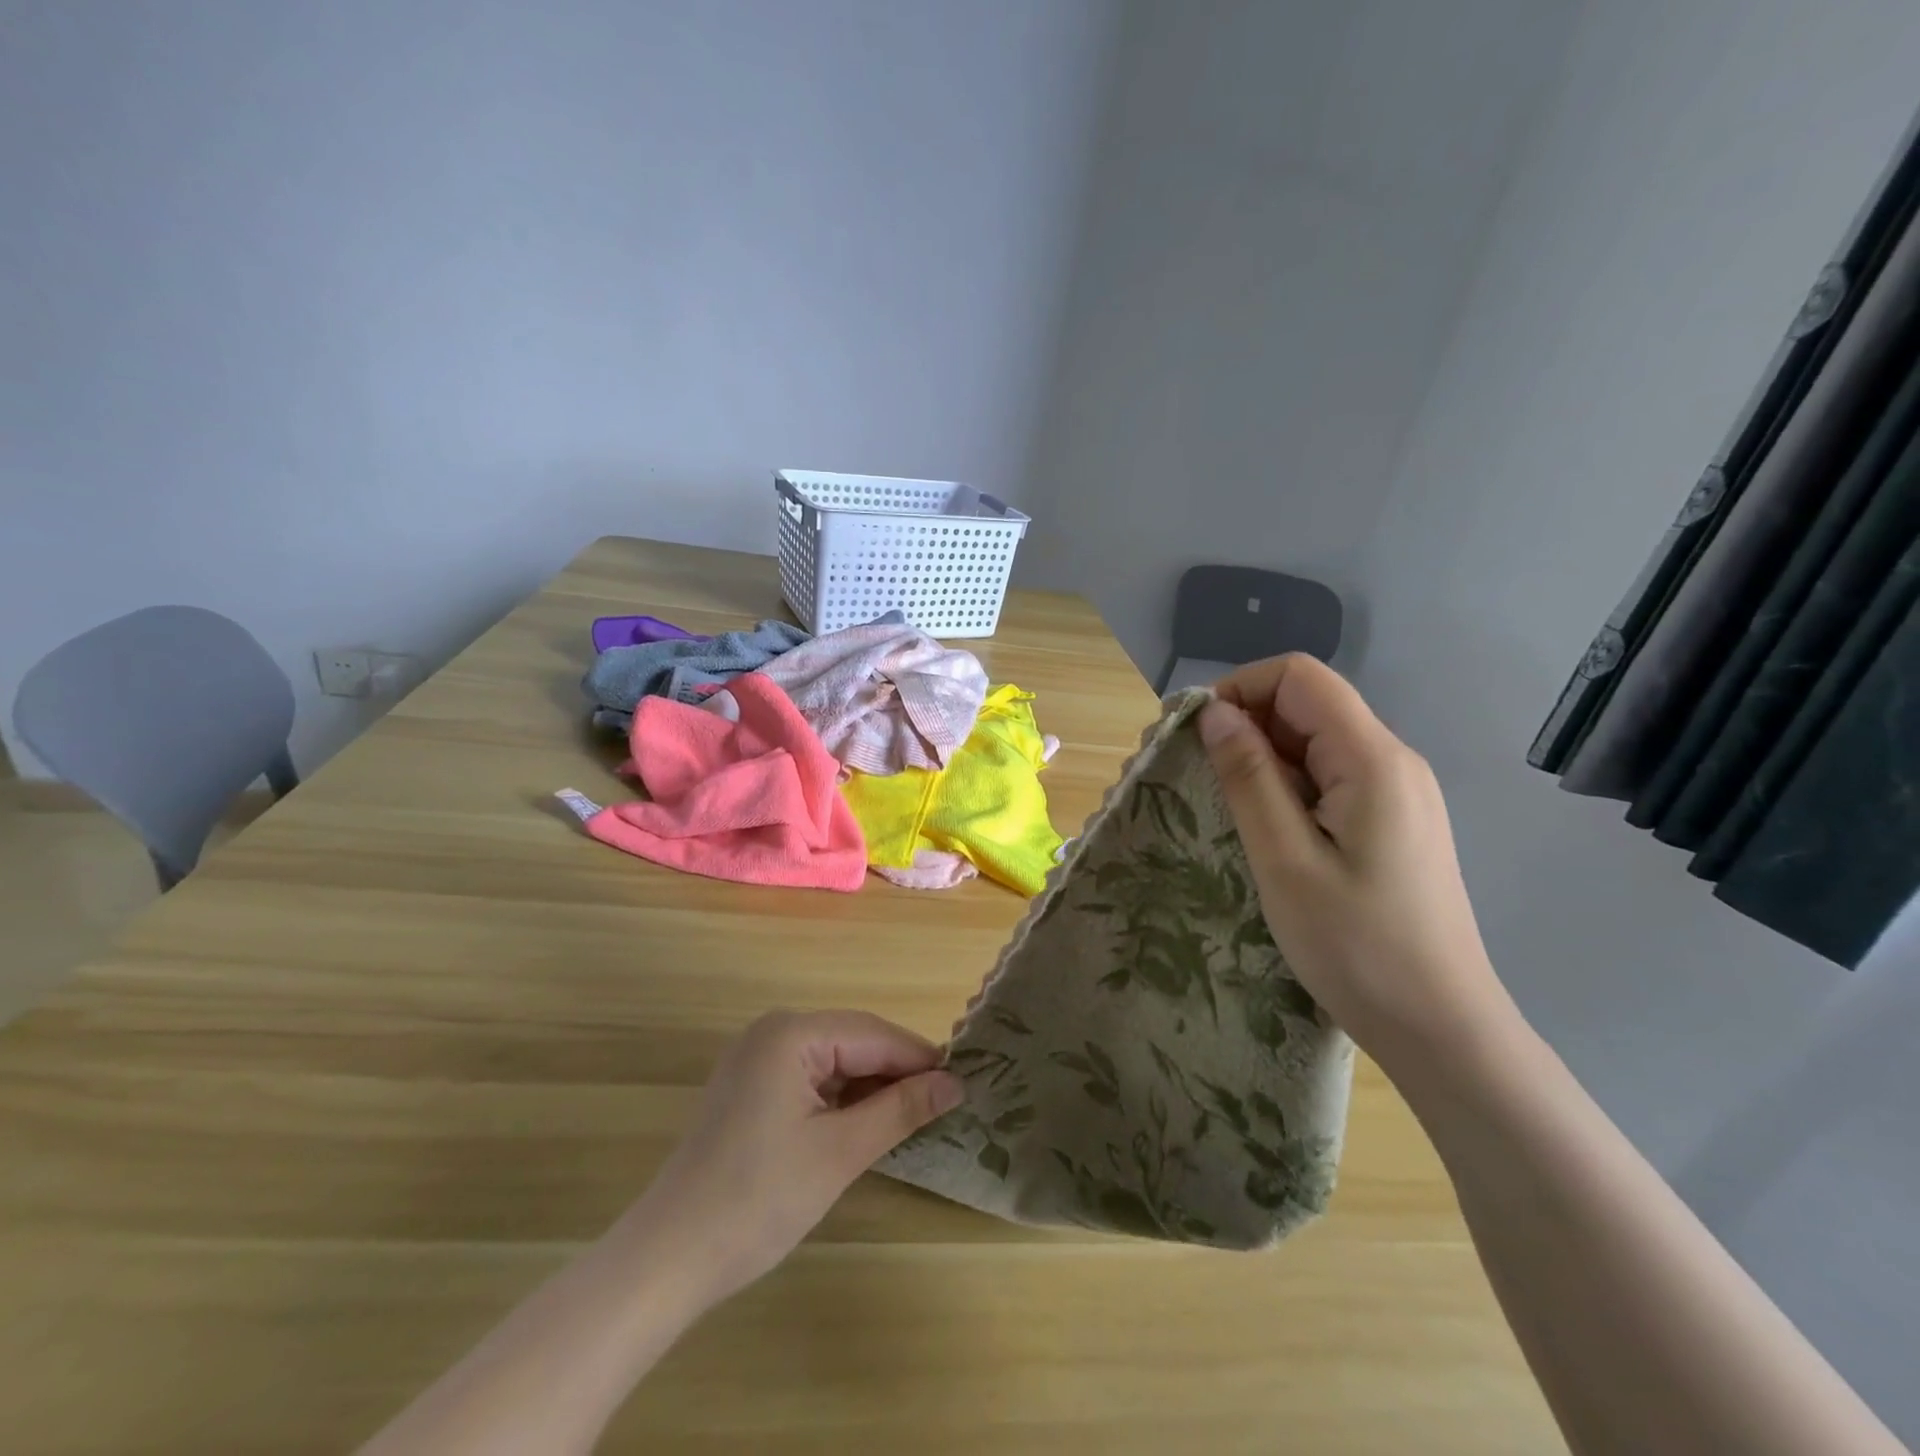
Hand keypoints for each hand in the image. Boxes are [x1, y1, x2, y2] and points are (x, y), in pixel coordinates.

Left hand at [631, 1010, 963, 1306]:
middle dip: (897, 1072)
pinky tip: (867, 1123)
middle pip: (853, 1041)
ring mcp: (756, 1058)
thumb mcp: (840, 1152)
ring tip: (914, 1116)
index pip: (873, 1034)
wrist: (668, 1258)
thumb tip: (954, 1083)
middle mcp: (772, 1031)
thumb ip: (900, 1109)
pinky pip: (810, 1078)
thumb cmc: (758, 1199)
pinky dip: (841, 1098)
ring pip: (834, 1060)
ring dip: (871, 1087)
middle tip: (944, 1103)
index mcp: (791, 1033)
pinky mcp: (749, 1087)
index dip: (920, 1058)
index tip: (963, 1083)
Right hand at [1197, 655, 1512, 1071]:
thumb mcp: (1285, 860)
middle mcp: (1392, 761)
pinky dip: (1287, 787)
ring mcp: (1397, 793)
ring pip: (1316, 743)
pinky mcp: (1391, 822)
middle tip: (1199, 776)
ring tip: (1225, 807)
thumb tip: (1216, 713)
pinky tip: (1266, 830)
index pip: (1299, 677)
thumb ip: (1250, 777)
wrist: (1441, 1028)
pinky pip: (1329, 778)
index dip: (1240, 689)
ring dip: (1263, 759)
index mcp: (1372, 760)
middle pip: (1308, 705)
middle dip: (1246, 725)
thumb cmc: (1357, 946)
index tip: (1196, 735)